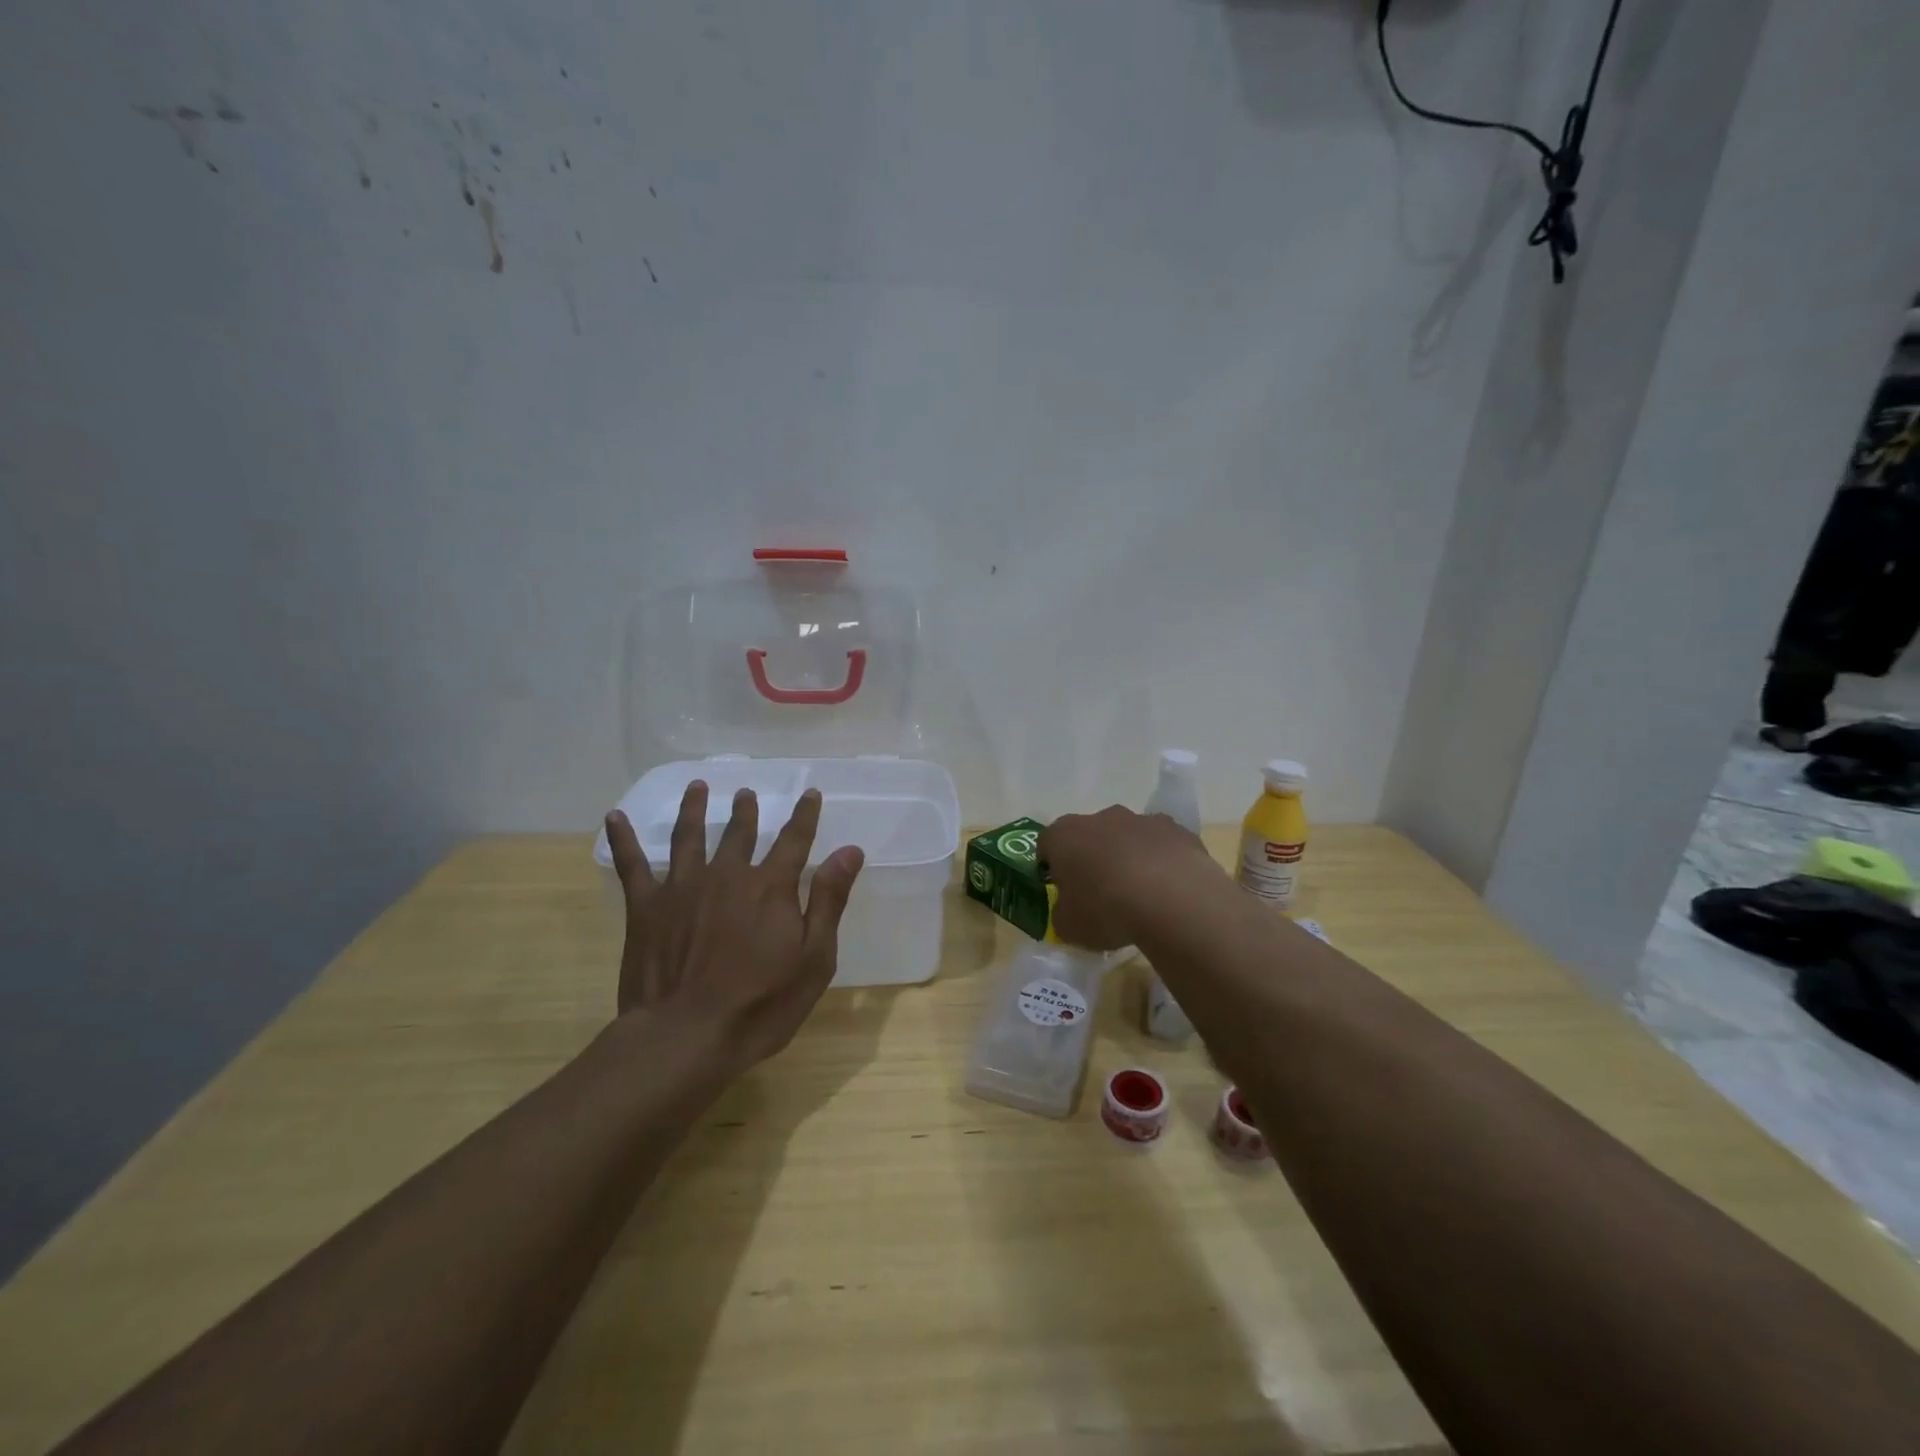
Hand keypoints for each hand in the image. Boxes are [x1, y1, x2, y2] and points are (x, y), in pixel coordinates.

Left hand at [604, 782, 864, 1073]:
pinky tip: (615, 816)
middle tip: (745, 793)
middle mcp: (727, 875)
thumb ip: (828, 900)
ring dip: (694, 809)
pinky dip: (623, 838)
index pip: (794, 840)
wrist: (686, 1036)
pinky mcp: (646, 907)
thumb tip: (849, 850)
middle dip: (745, 811)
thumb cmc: (761, 1004)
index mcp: (770, 887)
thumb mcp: (814, 958)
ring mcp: (683, 887)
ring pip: (689, 836)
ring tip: (696, 788)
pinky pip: (632, 864)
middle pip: (739, 833)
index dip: (804, 815)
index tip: (810, 793)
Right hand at [1040, 805, 1222, 949]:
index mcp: (1064, 836)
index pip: (1047, 844)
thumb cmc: (1106, 910)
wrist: (1173, 899)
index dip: (1051, 866)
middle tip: (1100, 892)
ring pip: (1128, 836)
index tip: (1061, 889)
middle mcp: (1100, 818)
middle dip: (1092, 858)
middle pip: (1089, 835)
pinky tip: (1169, 890)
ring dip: (1128, 857)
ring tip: (1139, 894)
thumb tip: (1068, 909)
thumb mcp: (1069, 926)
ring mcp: (1141, 820)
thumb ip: (1062, 913)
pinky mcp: (1177, 829)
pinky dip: (1161, 861)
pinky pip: (1161, 845)